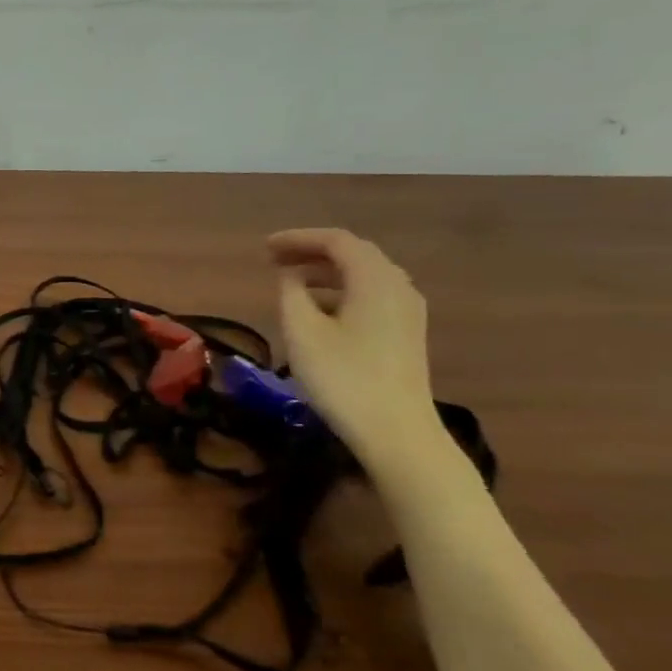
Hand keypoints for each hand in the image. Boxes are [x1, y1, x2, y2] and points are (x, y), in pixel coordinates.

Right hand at [269, 228, 444, 462]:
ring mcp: (407, 311)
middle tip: (274, 260)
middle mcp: (398, 286)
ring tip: (290, 282)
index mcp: (375, 280)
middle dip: (311, 252)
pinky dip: (340, 290)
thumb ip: (291, 294)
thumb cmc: (343, 377)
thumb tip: (290, 276)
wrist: (396, 432)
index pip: (336, 241)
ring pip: (364, 275)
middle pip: (354, 254)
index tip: (264, 248)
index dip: (297, 238)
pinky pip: (371, 295)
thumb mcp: (302, 332)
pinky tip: (318, 309)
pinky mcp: (405, 333)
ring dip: (325, 272)